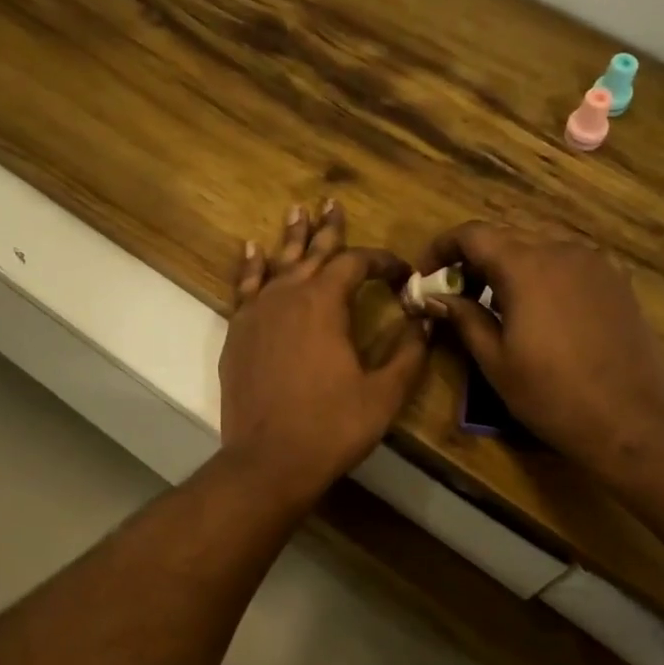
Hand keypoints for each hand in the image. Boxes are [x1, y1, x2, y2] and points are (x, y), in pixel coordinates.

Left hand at [219, 201, 429, 505]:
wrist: (268, 461)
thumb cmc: (331, 427)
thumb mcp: (383, 393)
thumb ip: (409, 353)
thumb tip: (426, 321)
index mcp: (325, 303)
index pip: (356, 264)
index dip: (381, 262)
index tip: (402, 273)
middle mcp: (287, 296)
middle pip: (312, 253)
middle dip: (328, 230)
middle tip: (332, 203)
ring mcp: (256, 313)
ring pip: (277, 263)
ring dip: (291, 239)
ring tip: (297, 212)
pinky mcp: (237, 334)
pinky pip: (245, 288)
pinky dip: (250, 267)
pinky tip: (251, 250)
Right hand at [415, 223, 663, 479]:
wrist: (631, 419)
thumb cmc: (552, 394)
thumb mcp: (495, 361)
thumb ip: (463, 318)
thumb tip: (435, 297)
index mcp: (525, 267)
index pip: (473, 234)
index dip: (442, 247)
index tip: (425, 274)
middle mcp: (562, 250)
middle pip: (506, 236)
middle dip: (475, 258)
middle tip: (457, 293)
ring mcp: (595, 263)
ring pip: (540, 245)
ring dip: (510, 264)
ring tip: (497, 303)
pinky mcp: (617, 280)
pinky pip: (569, 261)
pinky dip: (543, 273)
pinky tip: (541, 309)